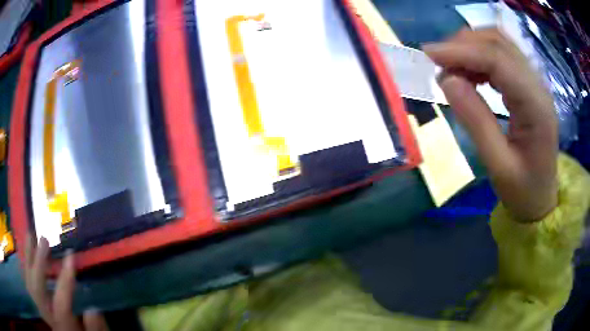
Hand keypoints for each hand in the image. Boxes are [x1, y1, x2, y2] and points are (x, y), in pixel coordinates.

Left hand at [24, 234, 108, 330]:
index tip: (71, 255)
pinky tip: (27, 251)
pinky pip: (27, 280)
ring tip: (30, 236)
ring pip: (29, 281)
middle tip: (44, 240)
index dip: (65, 279)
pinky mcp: (36, 300)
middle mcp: (48, 315)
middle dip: (38, 264)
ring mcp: (39, 307)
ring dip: (28, 258)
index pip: (61, 302)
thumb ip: (95, 327)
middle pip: (38, 290)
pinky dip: (25, 264)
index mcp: (63, 325)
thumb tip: (93, 309)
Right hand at [423, 28, 557, 221]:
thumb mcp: (498, 166)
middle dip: (464, 44)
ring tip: (451, 68)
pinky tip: (469, 73)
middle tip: (438, 62)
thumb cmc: (523, 191)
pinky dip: (480, 56)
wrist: (541, 199)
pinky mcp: (528, 84)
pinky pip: (502, 55)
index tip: (429, 54)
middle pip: (499, 43)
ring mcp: (535, 82)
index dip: (462, 51)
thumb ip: (476, 121)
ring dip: (471, 47)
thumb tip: (447, 80)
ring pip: (499, 43)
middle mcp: (538, 86)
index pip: (498, 60)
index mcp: (537, 107)